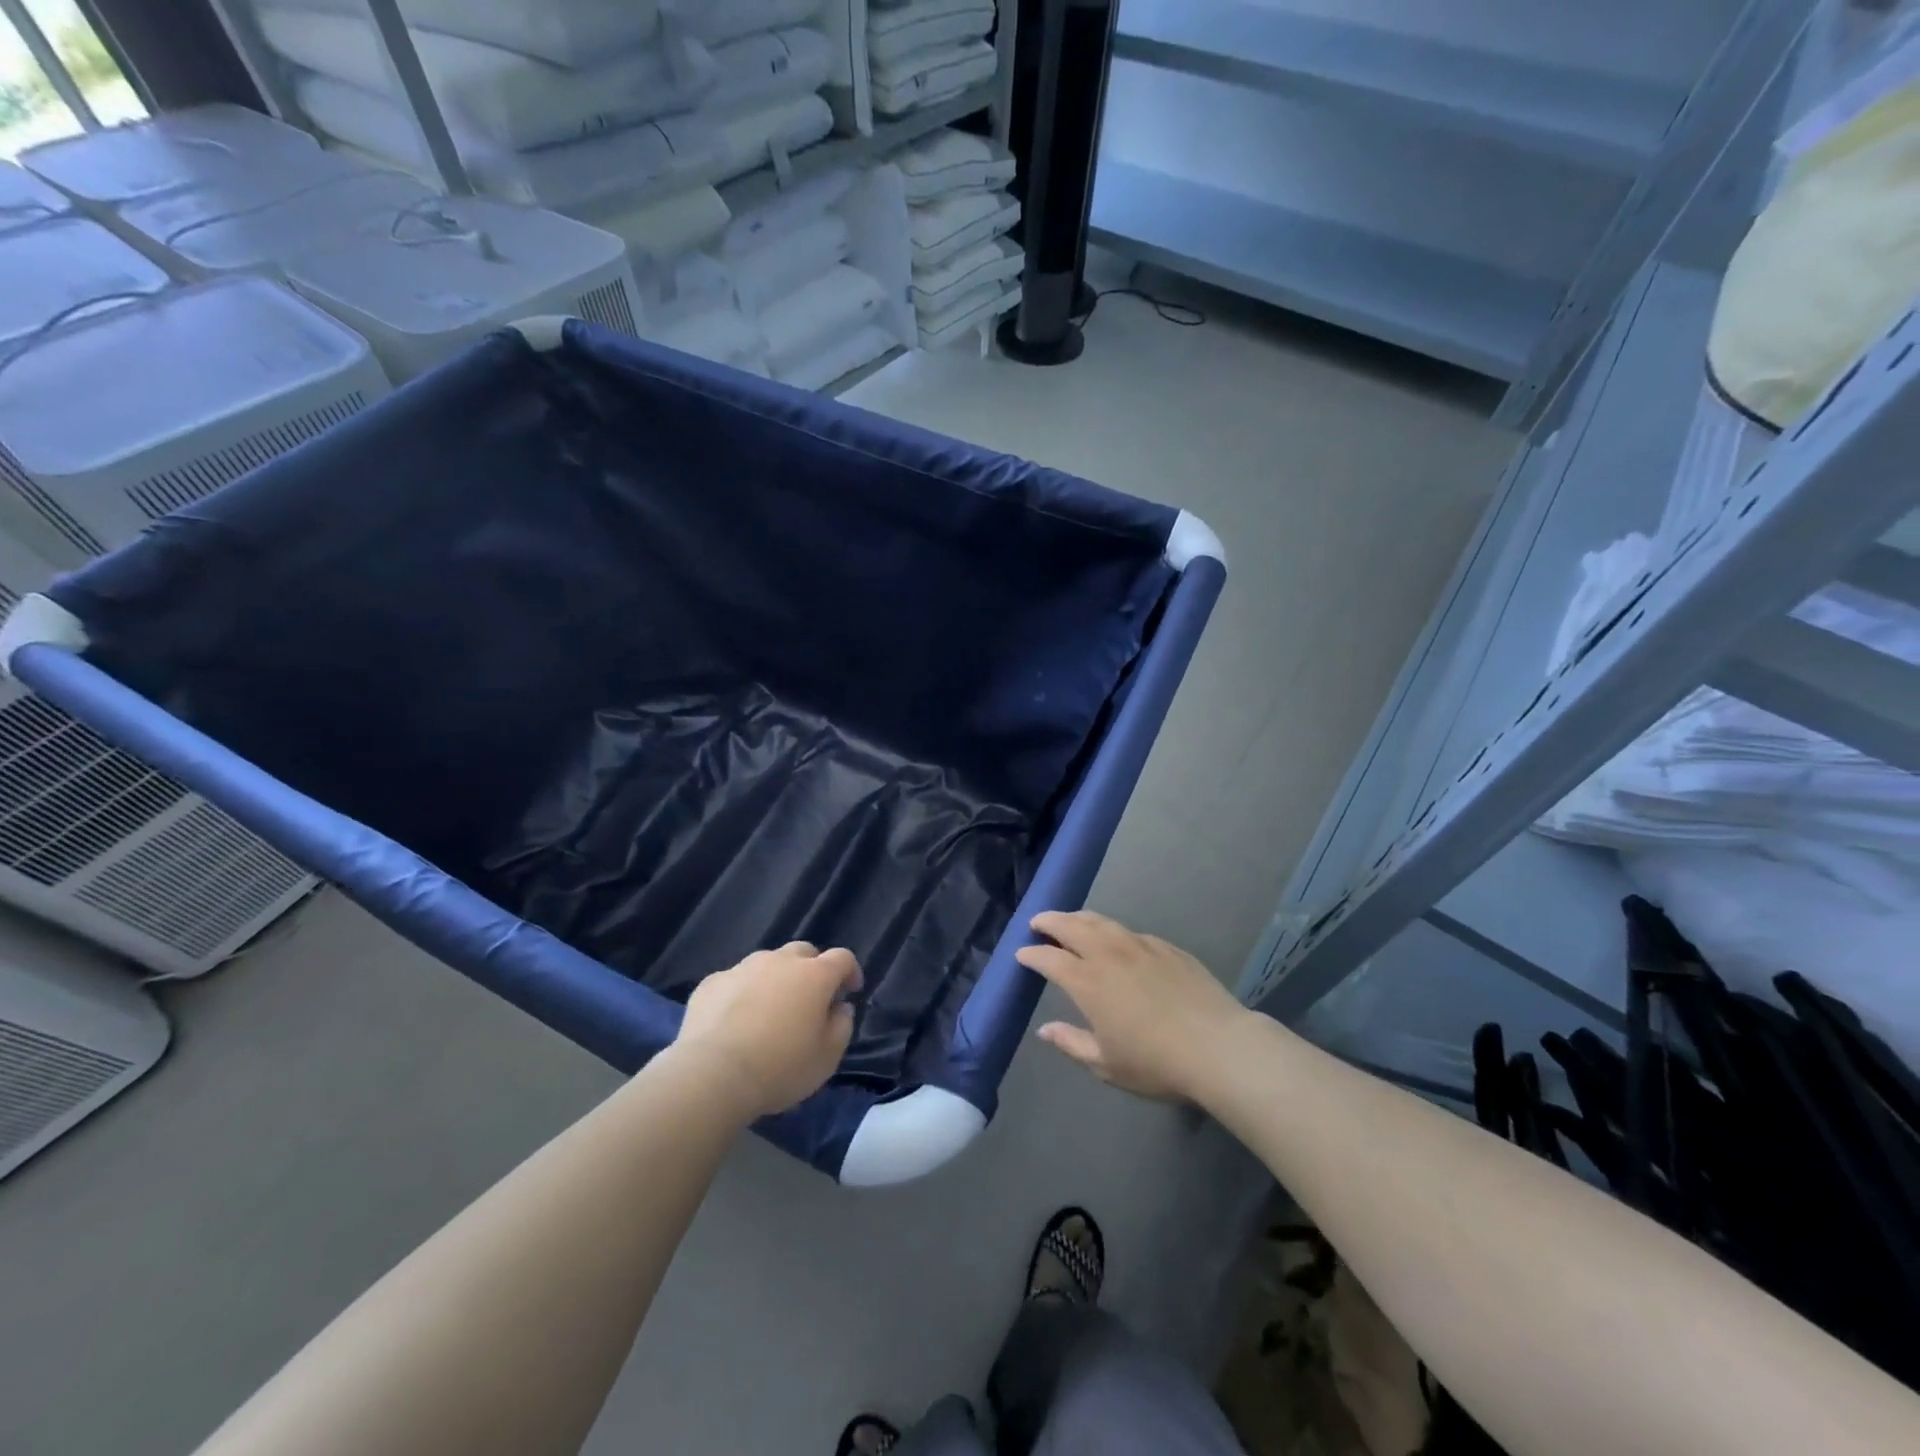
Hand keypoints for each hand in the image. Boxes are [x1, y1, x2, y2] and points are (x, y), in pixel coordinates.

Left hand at [675, 942, 861, 1118]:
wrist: (712, 1075)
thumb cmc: (780, 1068)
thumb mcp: (827, 1057)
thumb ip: (842, 1025)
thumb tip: (840, 1007)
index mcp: (814, 975)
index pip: (842, 957)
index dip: (850, 971)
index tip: (850, 991)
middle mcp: (780, 961)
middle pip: (803, 952)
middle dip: (812, 969)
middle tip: (809, 998)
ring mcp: (743, 968)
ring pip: (767, 963)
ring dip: (775, 979)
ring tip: (769, 1009)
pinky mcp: (712, 982)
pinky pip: (735, 980)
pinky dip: (742, 993)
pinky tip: (734, 1019)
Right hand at [1015, 910, 1245, 1101]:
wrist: (1218, 1047)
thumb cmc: (1156, 1062)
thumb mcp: (1106, 1064)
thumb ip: (1071, 1043)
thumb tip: (1045, 1029)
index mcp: (1087, 982)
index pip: (1049, 958)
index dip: (1032, 955)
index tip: (1021, 954)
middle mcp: (1109, 954)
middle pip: (1072, 926)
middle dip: (1050, 922)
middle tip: (1037, 923)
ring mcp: (1140, 946)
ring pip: (1102, 922)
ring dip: (1079, 918)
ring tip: (1070, 921)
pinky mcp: (1167, 947)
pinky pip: (1130, 932)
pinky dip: (1113, 931)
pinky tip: (1117, 940)